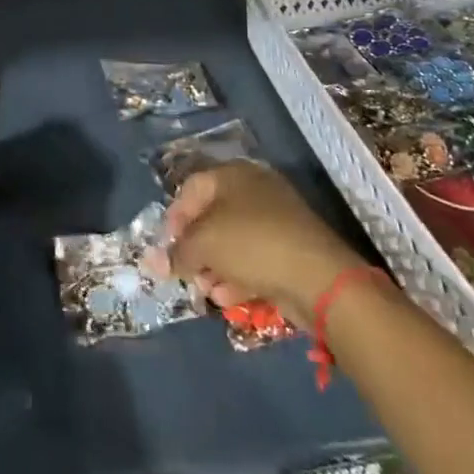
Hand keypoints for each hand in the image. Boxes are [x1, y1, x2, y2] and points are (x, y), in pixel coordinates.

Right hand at [163, 161, 361, 328]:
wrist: (318, 277)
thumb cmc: (251, 244)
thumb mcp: (203, 245)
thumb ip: (176, 252)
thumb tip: (156, 261)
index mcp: (232, 174)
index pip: (190, 189)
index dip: (174, 218)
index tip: (166, 248)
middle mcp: (254, 190)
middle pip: (211, 218)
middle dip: (195, 249)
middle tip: (187, 274)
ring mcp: (276, 220)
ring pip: (232, 242)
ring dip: (215, 268)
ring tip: (209, 292)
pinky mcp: (290, 249)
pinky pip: (254, 259)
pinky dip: (239, 276)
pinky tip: (229, 298)